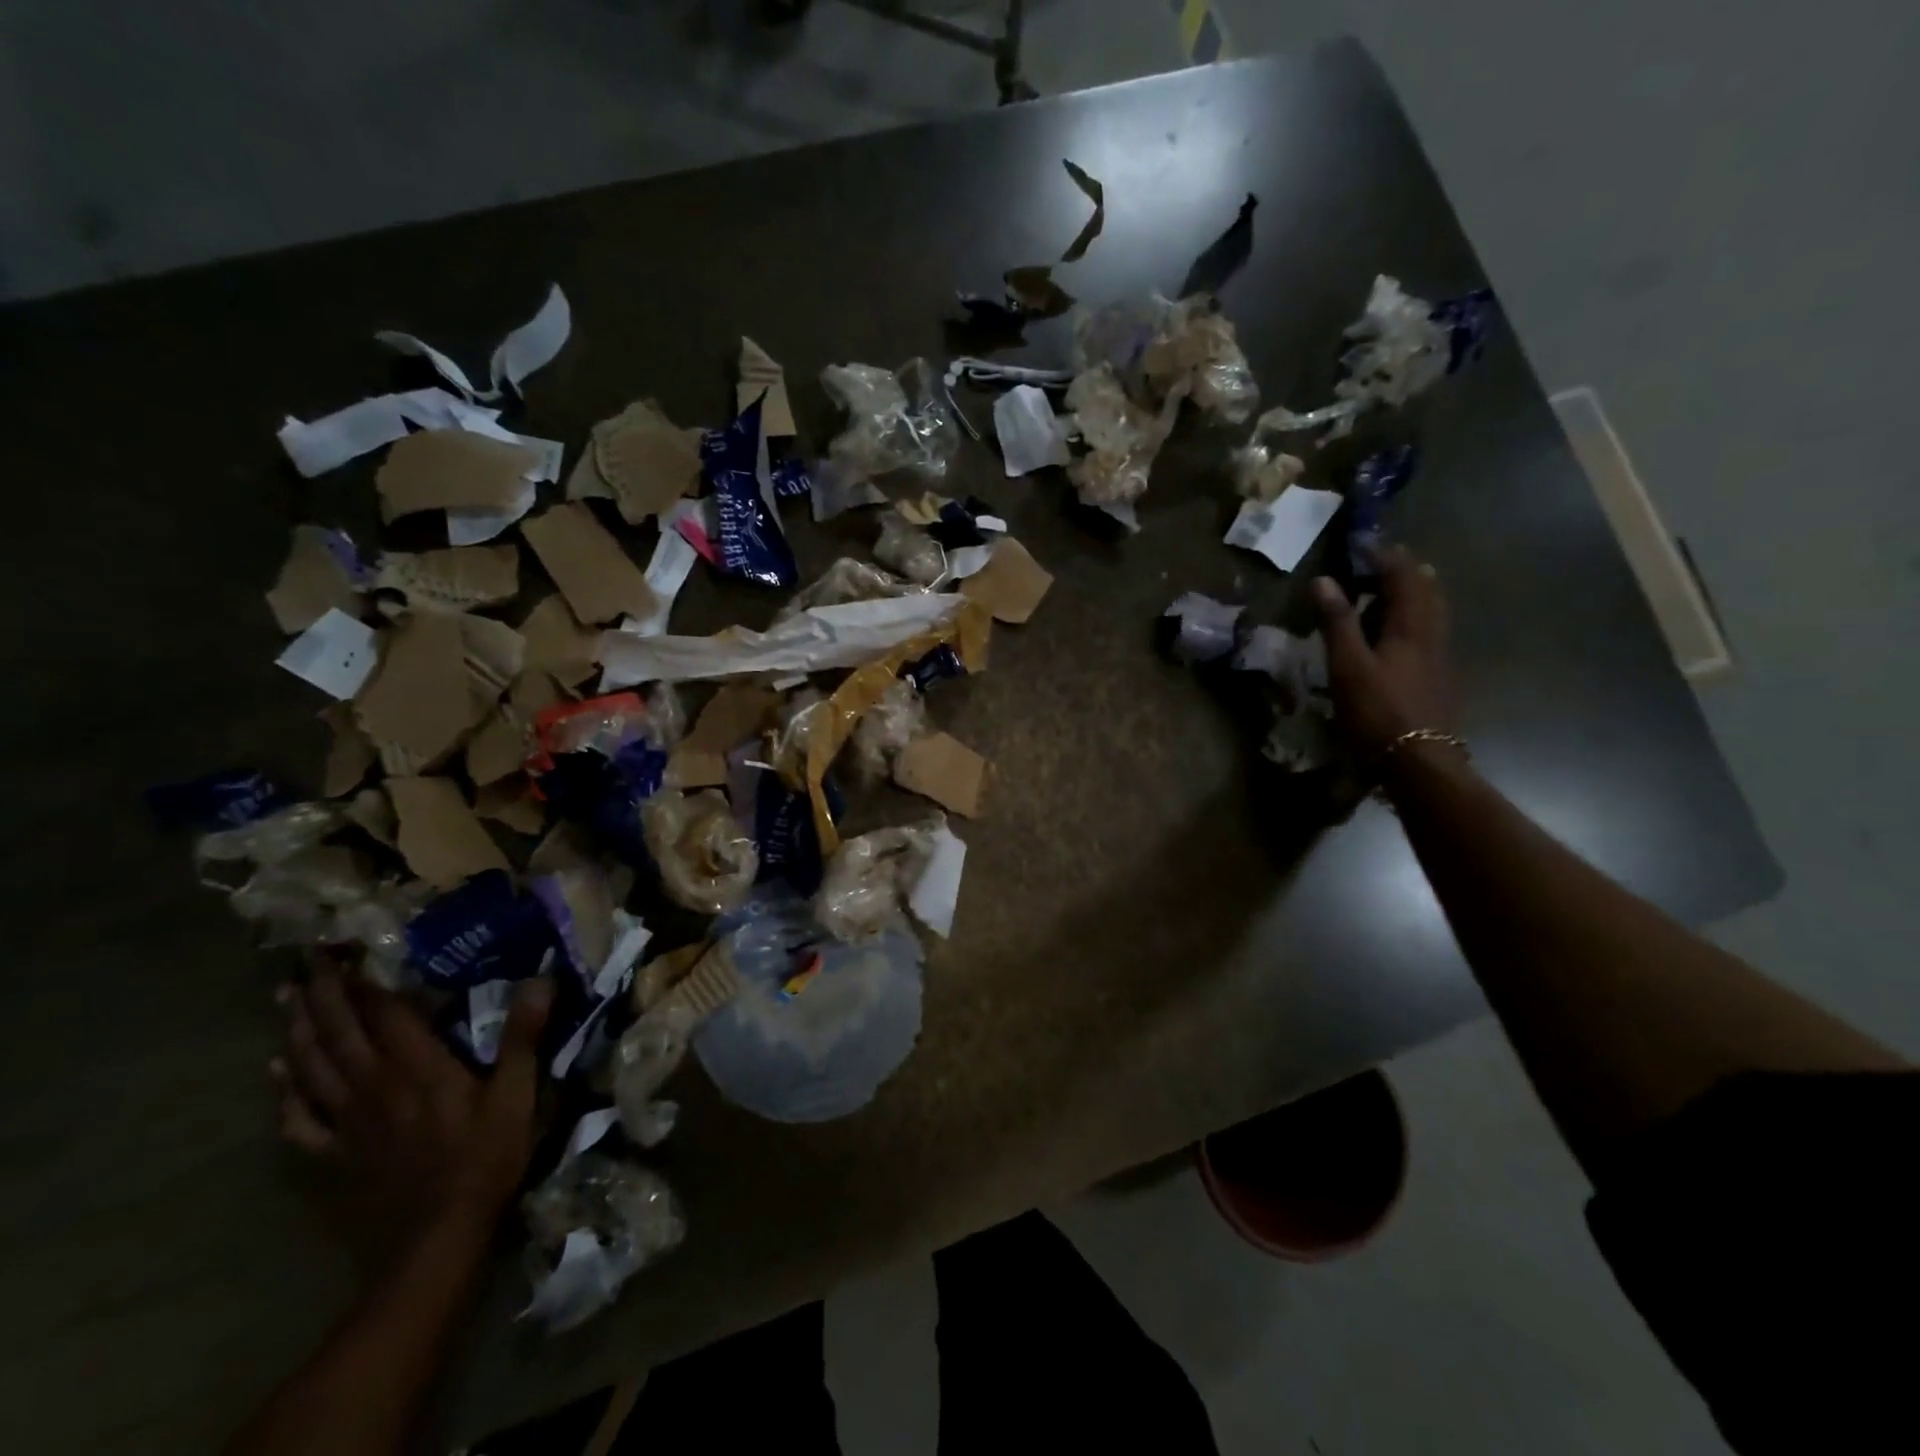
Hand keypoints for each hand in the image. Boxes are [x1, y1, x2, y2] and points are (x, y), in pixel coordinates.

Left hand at [271, 957, 553, 1244]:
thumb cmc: (484, 1158)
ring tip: (285, 1000)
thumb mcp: (518, 1094)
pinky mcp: (335, 1154)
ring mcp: (348, 1121)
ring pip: (312, 1067)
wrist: (435, 1238)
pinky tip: (278, 1074)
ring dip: (298, 1030)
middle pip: (341, 1032)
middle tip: (306, 963)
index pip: (385, 1013)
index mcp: (419, 1067)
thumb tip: (540, 980)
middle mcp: (375, 1085)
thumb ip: (524, 1036)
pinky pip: (300, 1117)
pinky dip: (285, 1091)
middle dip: (324, 994)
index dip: (367, 981)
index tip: (347, 951)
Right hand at [1312, 546, 1454, 756]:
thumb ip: (1337, 622)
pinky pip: (1430, 635)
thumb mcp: (1348, 665)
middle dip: (1405, 571)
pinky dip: (1414, 621)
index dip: (1385, 556)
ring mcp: (1440, 659)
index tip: (1363, 542)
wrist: (1419, 762)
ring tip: (1392, 591)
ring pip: (1432, 613)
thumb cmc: (1378, 711)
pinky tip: (1400, 636)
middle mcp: (1433, 635)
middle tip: (1381, 562)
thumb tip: (1323, 580)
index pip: (1404, 576)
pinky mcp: (1439, 679)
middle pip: (1427, 591)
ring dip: (1413, 595)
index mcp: (1412, 626)